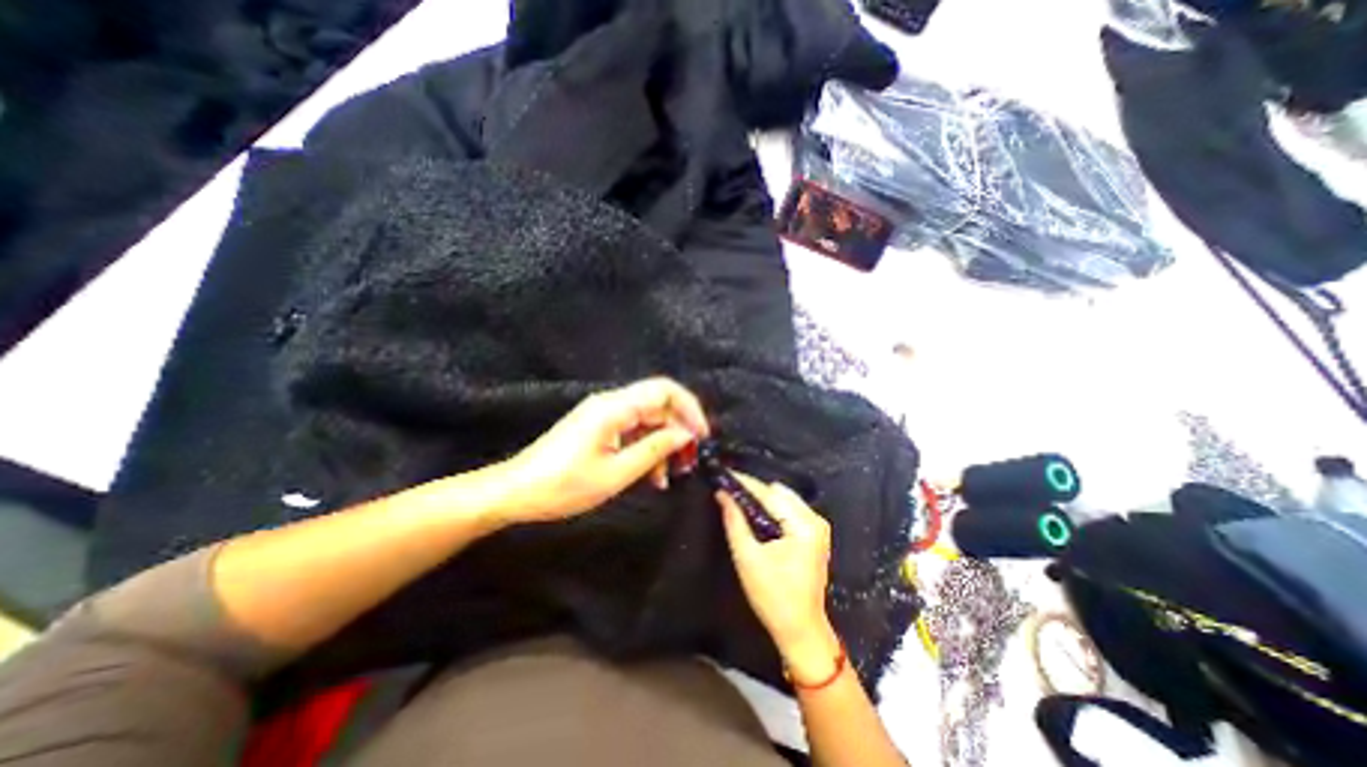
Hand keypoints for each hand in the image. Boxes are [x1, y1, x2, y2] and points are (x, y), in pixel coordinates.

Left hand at [504, 378, 715, 523]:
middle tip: (689, 461)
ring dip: (663, 443)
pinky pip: (633, 430)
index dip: (689, 409)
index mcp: (614, 408)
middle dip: (678, 430)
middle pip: (658, 404)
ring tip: (670, 476)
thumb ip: (653, 450)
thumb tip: (684, 435)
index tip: (701, 437)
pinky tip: (652, 475)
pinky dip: (646, 449)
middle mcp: (611, 403)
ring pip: (647, 419)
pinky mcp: (599, 427)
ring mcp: (604, 415)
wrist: (516, 491)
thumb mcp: (615, 474)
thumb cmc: (563, 485)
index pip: (664, 391)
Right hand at [718, 472, 839, 676]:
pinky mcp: (814, 534)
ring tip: (738, 501)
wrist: (800, 629)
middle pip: (778, 492)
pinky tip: (755, 514)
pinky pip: (789, 509)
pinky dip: (772, 509)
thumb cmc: (773, 596)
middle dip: (753, 490)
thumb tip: (722, 494)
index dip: (745, 483)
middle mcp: (815, 519)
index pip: (769, 494)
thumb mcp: (747, 558)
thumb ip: (734, 521)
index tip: (724, 474)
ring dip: (762, 499)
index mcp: (803, 525)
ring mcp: (818, 526)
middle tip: (729, 491)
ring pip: (784, 498)